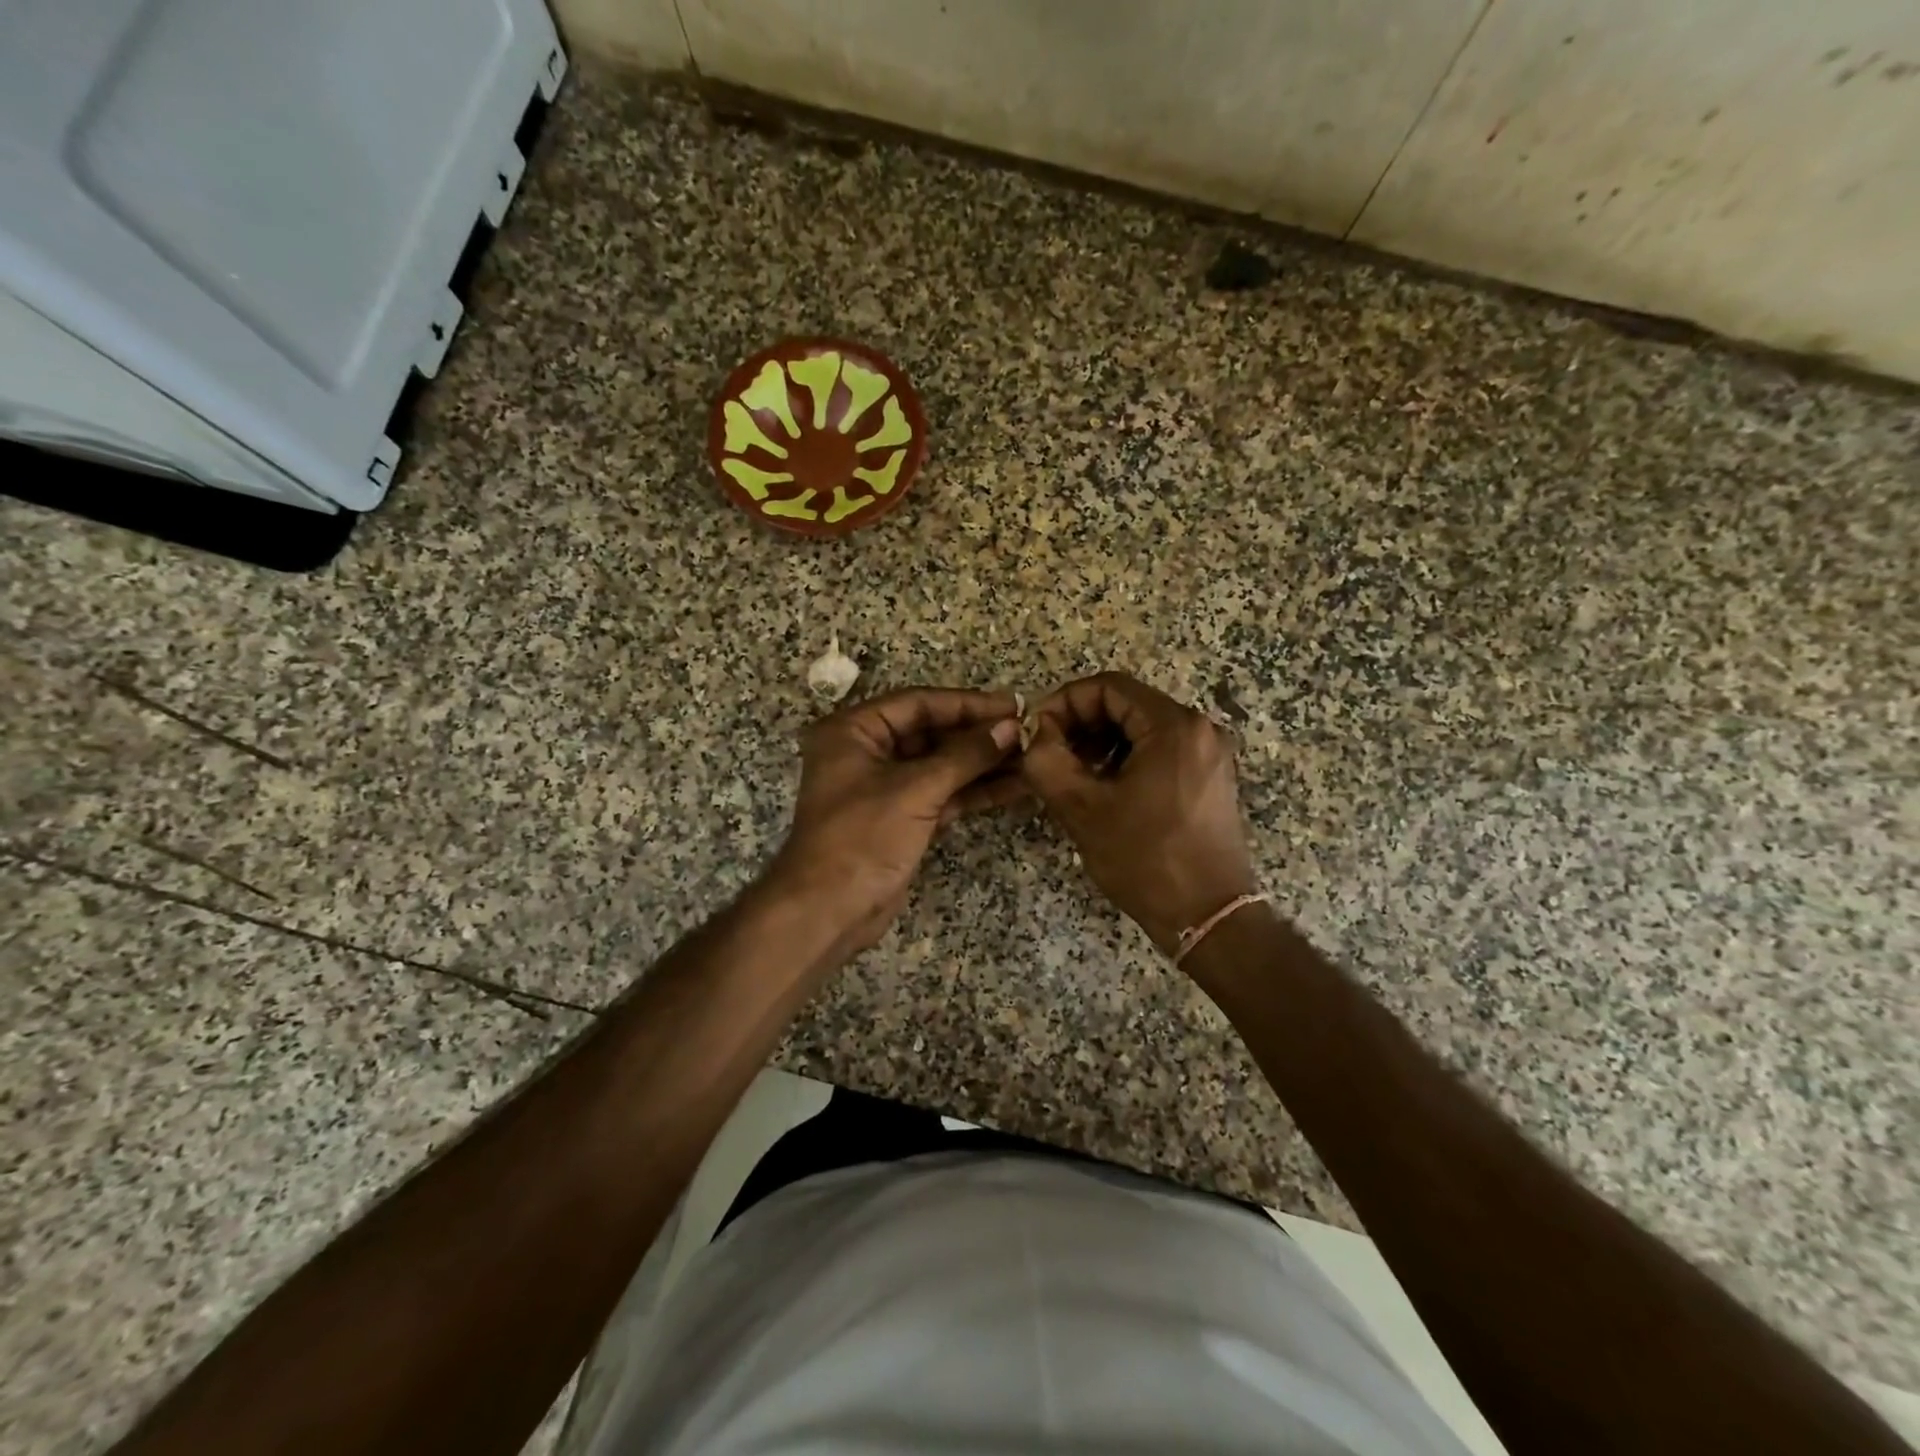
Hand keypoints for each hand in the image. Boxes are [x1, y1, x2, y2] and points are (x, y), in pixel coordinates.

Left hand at [769, 688, 1023, 949]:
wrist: (828, 912)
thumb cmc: (862, 838)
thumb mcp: (915, 790)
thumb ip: (966, 755)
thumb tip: (1011, 727)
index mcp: (853, 731)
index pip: (918, 703)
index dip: (968, 704)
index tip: (1012, 705)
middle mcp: (866, 752)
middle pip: (932, 733)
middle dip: (979, 735)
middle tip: (1028, 732)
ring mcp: (885, 787)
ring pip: (941, 766)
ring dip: (984, 764)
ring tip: (1032, 757)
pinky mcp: (902, 818)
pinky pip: (943, 794)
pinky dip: (975, 791)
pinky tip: (1015, 786)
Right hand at [1019, 672, 1256, 954]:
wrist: (1208, 917)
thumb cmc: (1146, 860)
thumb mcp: (1082, 809)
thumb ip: (1046, 760)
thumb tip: (1036, 733)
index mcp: (1174, 726)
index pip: (1108, 687)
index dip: (1064, 702)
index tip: (1037, 732)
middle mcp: (1199, 729)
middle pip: (1126, 705)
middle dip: (1081, 724)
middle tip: (1049, 753)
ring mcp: (1210, 754)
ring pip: (1141, 728)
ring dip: (1100, 743)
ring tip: (1071, 774)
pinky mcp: (1210, 778)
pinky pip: (1160, 750)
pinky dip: (1125, 759)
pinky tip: (1103, 789)